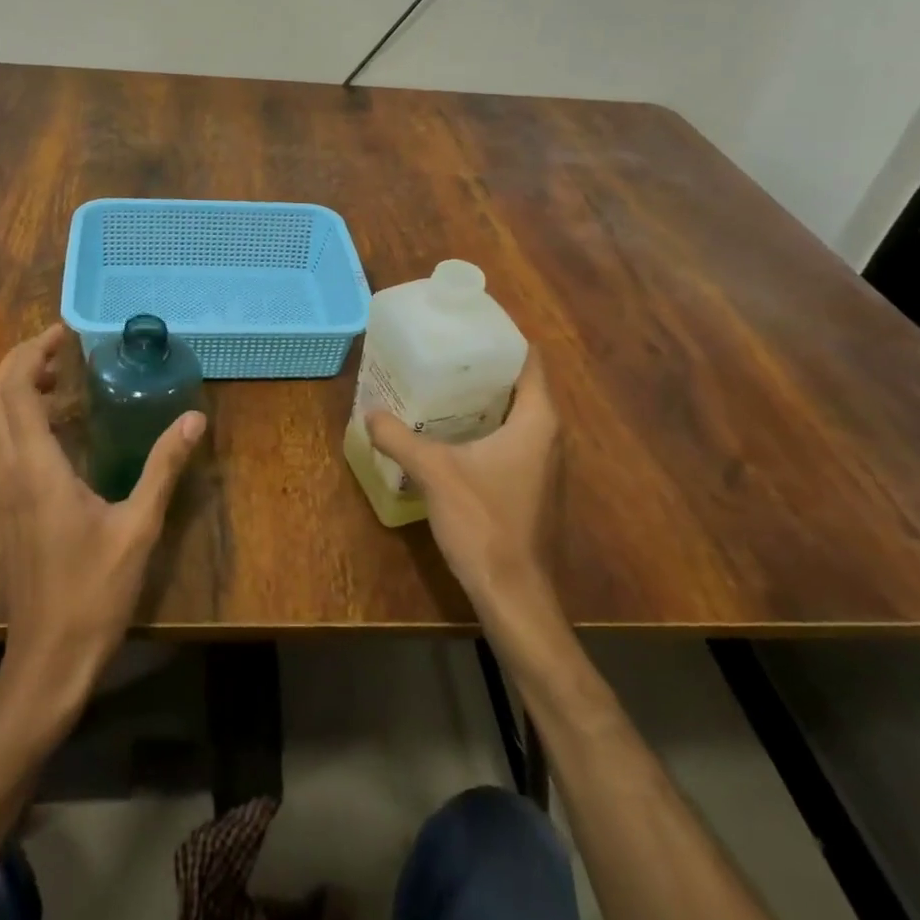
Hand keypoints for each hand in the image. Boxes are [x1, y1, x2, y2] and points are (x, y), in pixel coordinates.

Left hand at [0, 324, 204, 712]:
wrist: (48, 657)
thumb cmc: (94, 592)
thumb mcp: (139, 527)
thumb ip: (164, 468)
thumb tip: (193, 419)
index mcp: (35, 469)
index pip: (16, 391)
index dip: (34, 353)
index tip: (65, 333)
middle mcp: (7, 472)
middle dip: (20, 363)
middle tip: (61, 349)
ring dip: (14, 388)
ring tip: (58, 378)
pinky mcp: (2, 509)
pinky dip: (14, 417)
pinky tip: (52, 427)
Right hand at [367, 352, 563, 624]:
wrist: (514, 594)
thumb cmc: (483, 522)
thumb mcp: (434, 472)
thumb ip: (399, 437)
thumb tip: (370, 413)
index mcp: (537, 420)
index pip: (528, 360)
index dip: (501, 338)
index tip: (465, 325)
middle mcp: (550, 436)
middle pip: (520, 385)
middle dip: (482, 367)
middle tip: (441, 353)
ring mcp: (545, 464)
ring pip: (516, 415)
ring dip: (483, 399)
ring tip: (440, 386)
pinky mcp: (534, 486)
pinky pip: (512, 440)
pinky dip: (486, 427)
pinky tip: (451, 433)